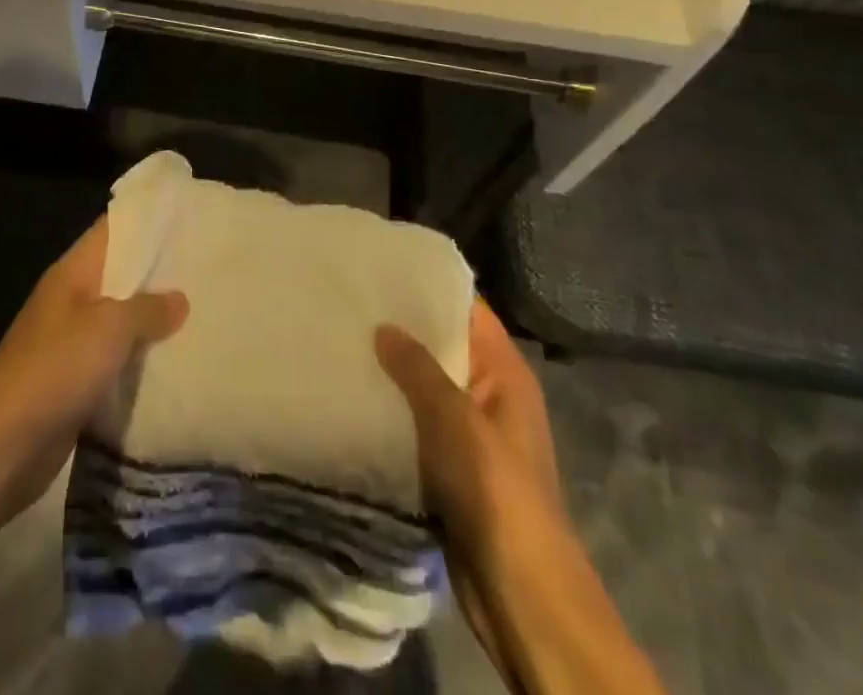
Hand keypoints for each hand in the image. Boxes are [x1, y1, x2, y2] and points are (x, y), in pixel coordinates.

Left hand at [0, 218, 187, 521]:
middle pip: (120, 275)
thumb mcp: (108, 329)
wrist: (3, 446)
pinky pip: (116, 360)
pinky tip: (177, 361)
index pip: (112, 230)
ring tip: (202, 311)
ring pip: (120, 320)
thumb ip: (146, 309)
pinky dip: (141, 360)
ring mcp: (71, 342)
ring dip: (153, 320)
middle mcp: (71, 300)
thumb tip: (179, 298)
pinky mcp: (75, 382)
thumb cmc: (55, 370)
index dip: (146, 221)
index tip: (187, 218)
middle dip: (159, 273)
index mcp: (72, 273)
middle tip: (206, 267)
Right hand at [376, 300, 563, 672]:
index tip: (382, 266)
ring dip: (392, 371)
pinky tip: (351, 396)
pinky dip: (391, 411)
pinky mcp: (450, 467)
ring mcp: (470, 433)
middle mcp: (490, 394)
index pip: (467, 309)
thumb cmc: (496, 492)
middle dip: (402, 327)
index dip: (429, 286)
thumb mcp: (455, 419)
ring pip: (426, 387)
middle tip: (349, 301)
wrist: (521, 595)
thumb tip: (384, 326)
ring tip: (341, 340)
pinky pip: (417, 425)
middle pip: (444, 345)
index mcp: (504, 372)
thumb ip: (418, 368)